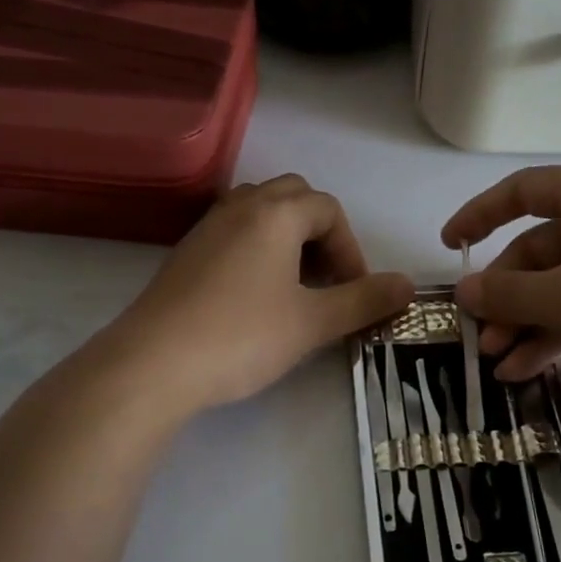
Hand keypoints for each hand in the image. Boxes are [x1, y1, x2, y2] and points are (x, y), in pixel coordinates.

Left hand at [105, 175, 414, 414]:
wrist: (153, 364)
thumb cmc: (242, 336)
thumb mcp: (312, 322)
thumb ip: (363, 300)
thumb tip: (408, 285)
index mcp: (275, 213)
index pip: (329, 209)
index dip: (351, 248)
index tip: (353, 291)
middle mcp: (240, 207)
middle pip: (293, 197)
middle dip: (320, 233)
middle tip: (325, 279)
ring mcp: (206, 227)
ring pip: (259, 211)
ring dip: (287, 237)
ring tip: (293, 285)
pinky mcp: (185, 253)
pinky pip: (233, 231)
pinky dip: (256, 248)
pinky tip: (254, 295)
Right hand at [442, 166, 560, 405]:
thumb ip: (510, 293)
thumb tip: (463, 292)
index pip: (525, 191)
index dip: (481, 214)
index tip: (451, 246)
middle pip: (539, 250)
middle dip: (505, 295)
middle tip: (479, 336)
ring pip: (560, 286)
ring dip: (525, 323)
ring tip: (497, 364)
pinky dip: (554, 337)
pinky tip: (525, 371)